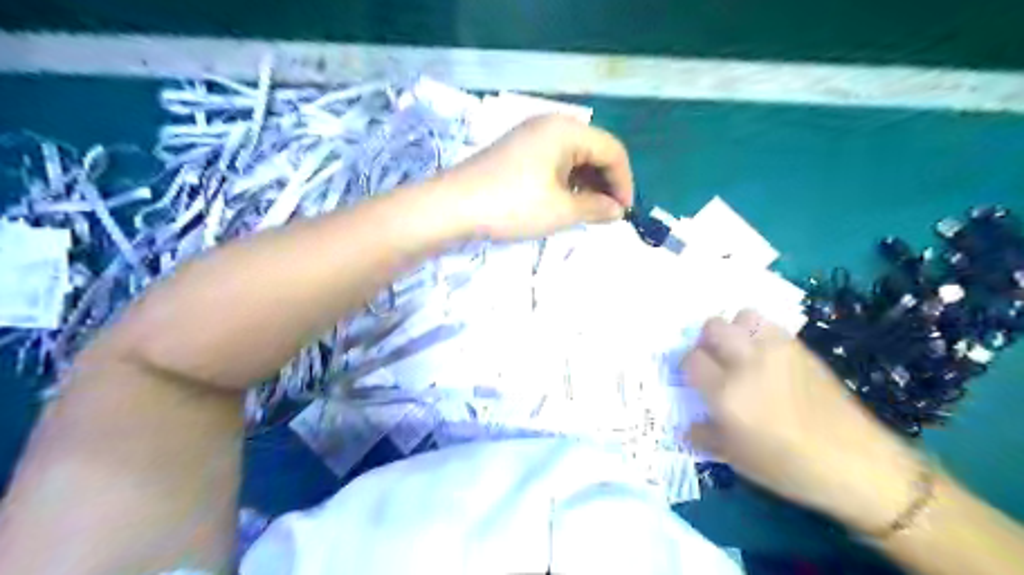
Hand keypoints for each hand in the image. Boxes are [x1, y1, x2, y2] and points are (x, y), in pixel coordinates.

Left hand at [439, 115, 632, 240]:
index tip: (623, 213)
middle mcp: (550, 125)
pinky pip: (553, 162)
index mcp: (566, 130)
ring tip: (585, 212)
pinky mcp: (515, 151)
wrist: (451, 206)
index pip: (612, 149)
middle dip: (605, 183)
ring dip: (586, 184)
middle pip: (593, 150)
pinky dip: (565, 182)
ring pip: (573, 157)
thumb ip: (596, 208)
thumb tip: (617, 210)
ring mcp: (530, 136)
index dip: (624, 182)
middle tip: (605, 215)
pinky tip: (562, 202)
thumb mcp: (561, 210)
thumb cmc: (512, 205)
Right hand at [683, 311, 923, 532]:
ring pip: (743, 316)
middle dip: (707, 341)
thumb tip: (686, 426)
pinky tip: (767, 356)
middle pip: (713, 327)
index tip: (695, 379)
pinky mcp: (801, 349)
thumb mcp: (736, 459)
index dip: (689, 367)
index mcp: (727, 393)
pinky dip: (760, 333)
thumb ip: (704, 436)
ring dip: (735, 330)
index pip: (692, 359)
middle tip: (714, 360)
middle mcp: (748, 363)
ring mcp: (777, 351)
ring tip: (741, 352)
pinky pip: (771, 325)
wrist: (857, 463)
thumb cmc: (789, 467)